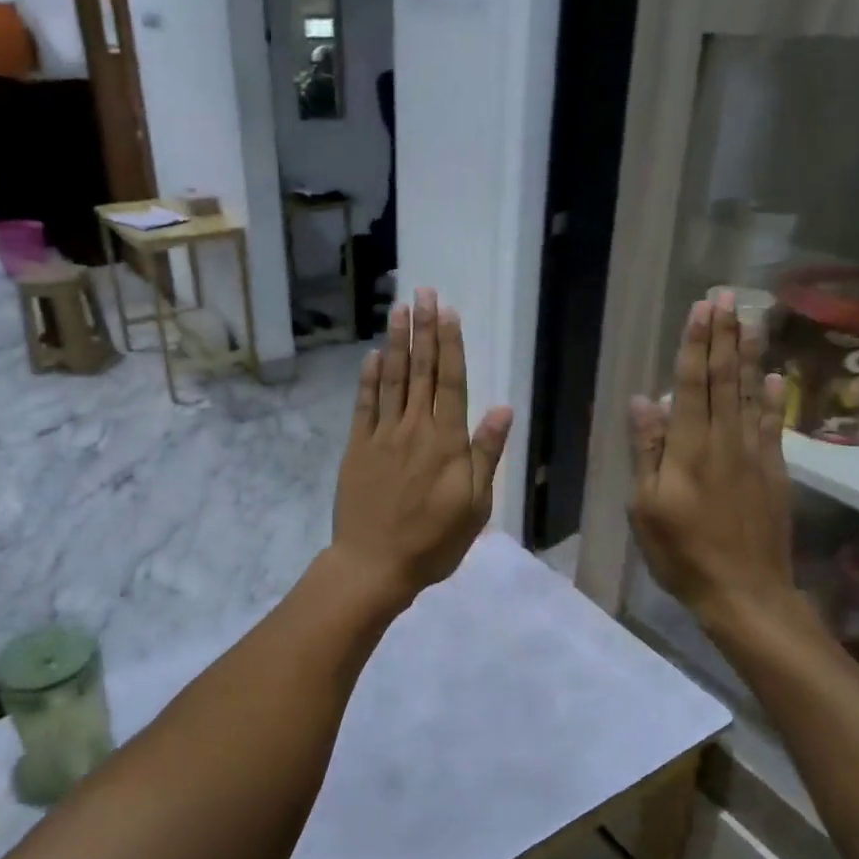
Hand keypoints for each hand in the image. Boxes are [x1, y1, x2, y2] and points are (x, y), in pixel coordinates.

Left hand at [330, 288, 512, 603]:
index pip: (450, 382)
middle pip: (419, 371)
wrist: (374, 565)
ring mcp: (381, 436)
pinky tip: (371, 357)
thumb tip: (502, 408)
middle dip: (423, 329)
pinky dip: (367, 379)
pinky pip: (363, 406)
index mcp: (446, 442)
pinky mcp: (356, 448)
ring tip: (398, 309)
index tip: (447, 312)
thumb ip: (485, 454)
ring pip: (390, 380)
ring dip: (395, 343)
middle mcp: (414, 429)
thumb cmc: (432, 541)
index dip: (449, 344)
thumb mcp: (475, 506)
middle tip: (422, 292)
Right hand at [629, 292, 811, 644]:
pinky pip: (773, 425)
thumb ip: (648, 450)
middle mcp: (725, 441)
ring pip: (752, 394)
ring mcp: (755, 455)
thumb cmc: (682, 552)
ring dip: (750, 354)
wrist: (745, 592)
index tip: (702, 308)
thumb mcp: (646, 507)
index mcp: (690, 448)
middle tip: (729, 296)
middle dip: (725, 336)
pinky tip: (776, 376)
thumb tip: (645, 399)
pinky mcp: (775, 473)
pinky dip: (774, 397)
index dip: (697, 344)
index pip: (693, 385)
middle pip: (726, 379)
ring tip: (752, 319)